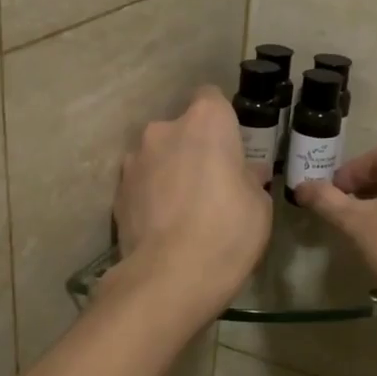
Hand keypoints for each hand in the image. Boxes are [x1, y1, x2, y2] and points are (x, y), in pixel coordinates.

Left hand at [110, 87, 271, 321]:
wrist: (169, 277)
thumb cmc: (228, 231)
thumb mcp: (260, 205)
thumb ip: (250, 179)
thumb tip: (247, 173)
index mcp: (206, 121)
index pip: (212, 98)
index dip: (223, 121)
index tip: (232, 148)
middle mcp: (164, 129)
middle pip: (182, 129)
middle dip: (194, 149)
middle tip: (212, 183)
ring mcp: (134, 160)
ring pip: (158, 156)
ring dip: (169, 171)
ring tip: (184, 209)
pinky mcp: (116, 191)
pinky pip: (141, 183)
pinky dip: (151, 196)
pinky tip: (164, 225)